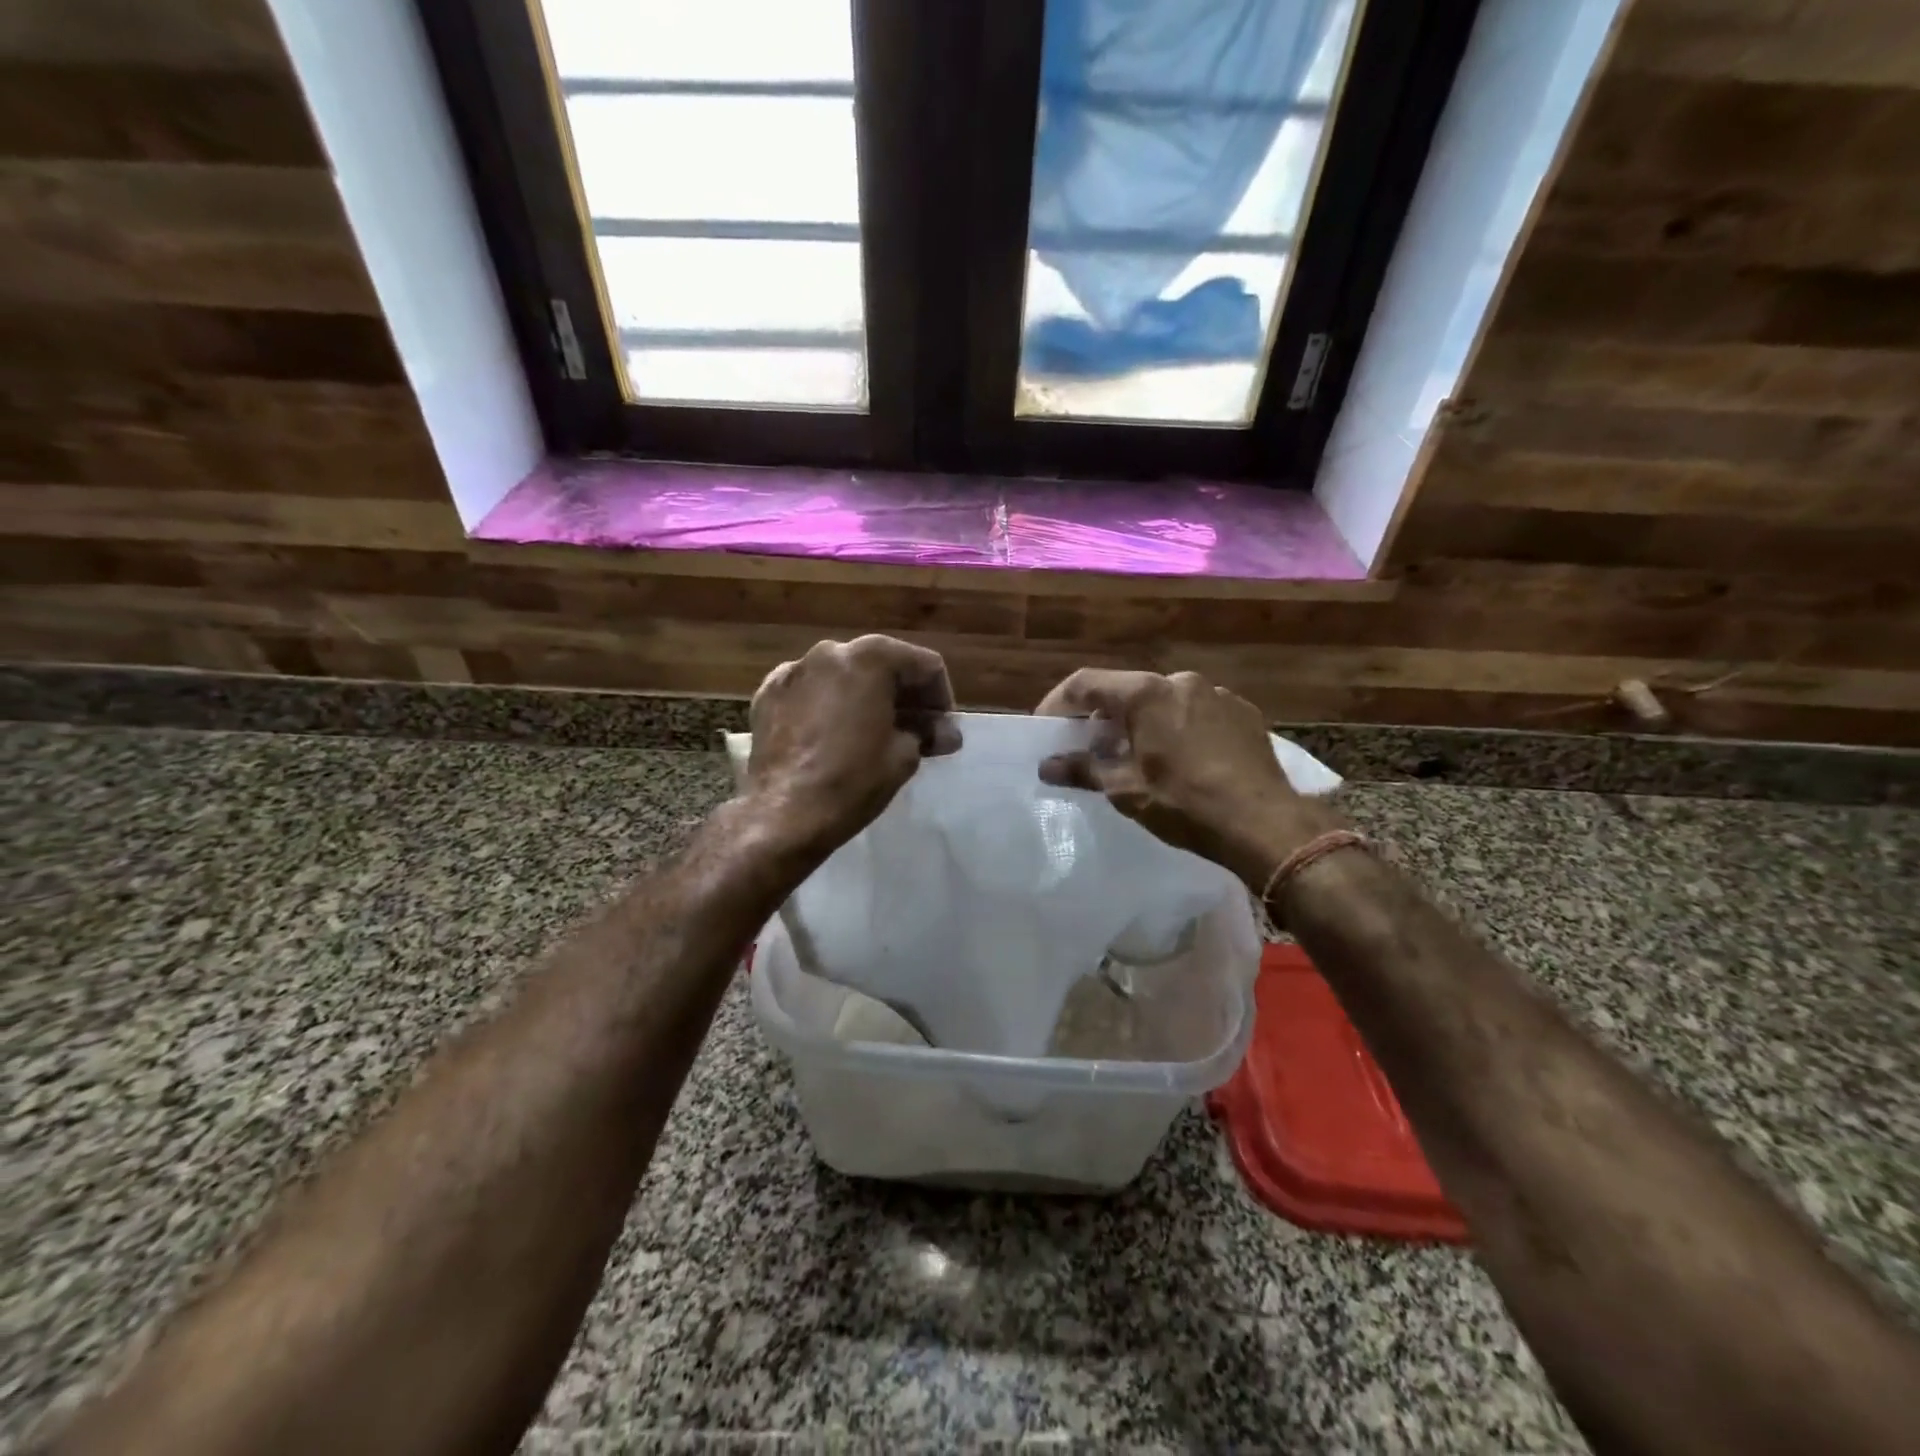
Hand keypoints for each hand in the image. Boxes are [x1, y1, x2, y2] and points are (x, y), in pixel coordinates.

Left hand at [745, 635, 959, 857]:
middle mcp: (830, 651)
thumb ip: (926, 733)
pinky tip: (835, 735)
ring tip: (874, 734)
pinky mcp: (768, 694)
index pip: (925, 665)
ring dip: (866, 698)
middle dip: (904, 696)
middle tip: (917, 731)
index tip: (943, 730)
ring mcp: (793, 670)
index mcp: (870, 657)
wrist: (784, 814)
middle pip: (882, 664)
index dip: (941, 698)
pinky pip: (811, 691)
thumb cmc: (853, 780)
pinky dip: (829, 706)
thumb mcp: (904, 756)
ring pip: (844, 675)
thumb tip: (945, 733)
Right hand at [1035, 668, 1343, 880]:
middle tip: (1090, 748)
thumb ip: (1083, 770)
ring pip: (1163, 701)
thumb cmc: (1186, 804)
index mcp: (1146, 694)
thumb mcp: (1126, 791)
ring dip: (1141, 722)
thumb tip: (1046, 766)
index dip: (1059, 703)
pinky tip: (1180, 760)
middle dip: (1102, 717)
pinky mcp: (1243, 712)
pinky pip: (1196, 712)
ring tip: (1136, 756)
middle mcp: (1181, 682)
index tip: (1047, 727)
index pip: (1087, 683)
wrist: (1265, 823)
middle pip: (1126, 691)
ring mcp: (1217, 694)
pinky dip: (1177, 727)